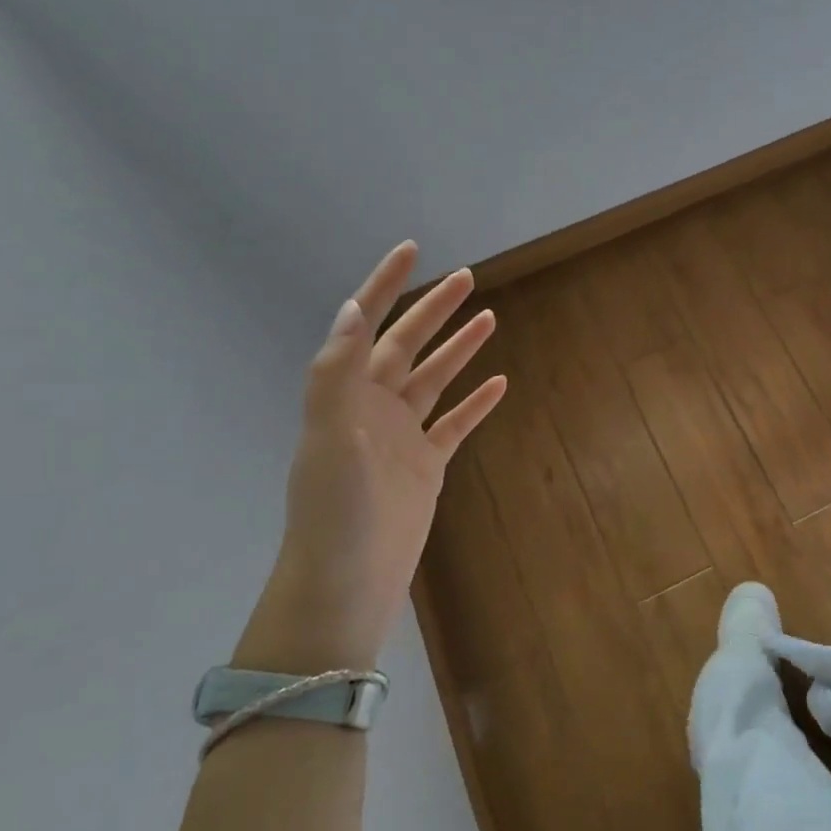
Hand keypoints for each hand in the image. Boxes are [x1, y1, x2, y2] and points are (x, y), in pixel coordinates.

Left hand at [233, 242, 506, 673]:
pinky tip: (499, 384)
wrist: (348, 580)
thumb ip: (338, 371)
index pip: (367, 325)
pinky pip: (456, 424)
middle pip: (408, 345)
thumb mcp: (331, 435)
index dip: (386, 285)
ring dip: (459, 348)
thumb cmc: (335, 508)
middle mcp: (373, 407)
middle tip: (466, 277)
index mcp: (346, 393)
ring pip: (435, 379)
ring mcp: (402, 436)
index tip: (412, 250)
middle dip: (434, 309)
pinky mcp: (427, 465)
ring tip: (488, 317)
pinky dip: (477, 403)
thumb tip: (354, 306)